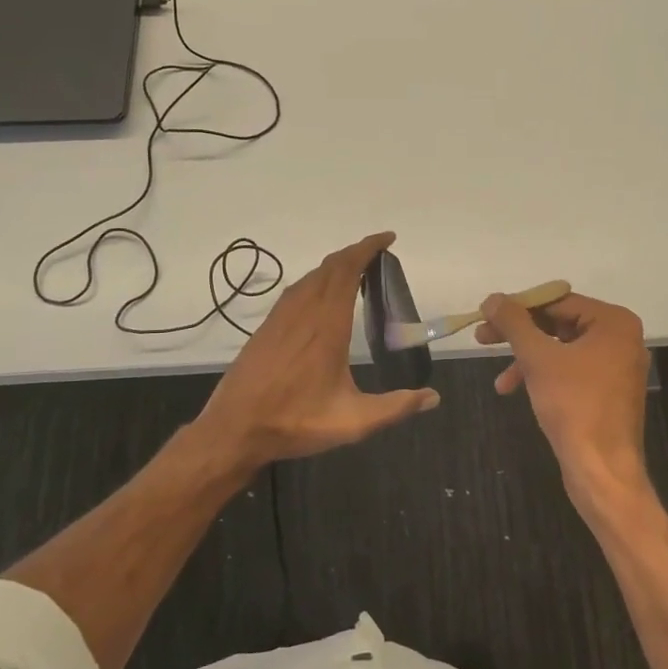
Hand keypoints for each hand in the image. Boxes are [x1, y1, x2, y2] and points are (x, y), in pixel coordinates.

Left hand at [195, 232, 438, 468]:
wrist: (234, 429)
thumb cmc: (295, 422)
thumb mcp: (353, 422)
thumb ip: (395, 407)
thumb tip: (433, 397)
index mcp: (327, 325)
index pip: (347, 271)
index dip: (367, 249)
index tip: (388, 239)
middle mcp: (303, 312)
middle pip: (330, 267)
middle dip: (355, 253)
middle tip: (379, 254)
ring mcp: (281, 317)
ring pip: (311, 276)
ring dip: (335, 265)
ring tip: (357, 270)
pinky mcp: (268, 327)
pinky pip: (296, 290)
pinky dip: (316, 280)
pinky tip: (321, 295)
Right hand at [476, 292, 651, 514]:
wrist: (602, 471)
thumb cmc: (574, 405)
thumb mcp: (538, 358)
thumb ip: (514, 323)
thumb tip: (493, 298)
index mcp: (614, 322)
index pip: (557, 300)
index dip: (518, 306)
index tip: (486, 314)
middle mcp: (621, 338)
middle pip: (559, 323)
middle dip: (519, 335)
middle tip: (482, 338)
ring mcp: (617, 367)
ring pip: (561, 350)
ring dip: (527, 359)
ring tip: (499, 380)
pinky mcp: (608, 392)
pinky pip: (571, 371)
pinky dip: (543, 376)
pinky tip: (515, 390)